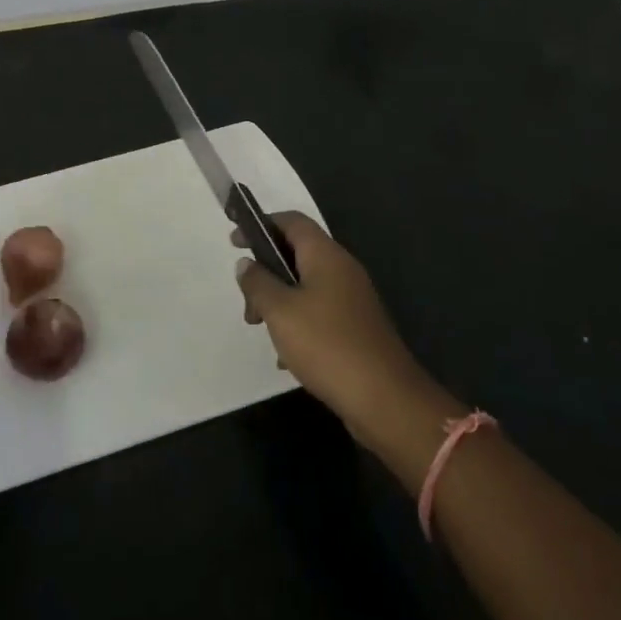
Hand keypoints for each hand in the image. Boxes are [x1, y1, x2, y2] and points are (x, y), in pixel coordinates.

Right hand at [235, 213, 442, 454]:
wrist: (385, 399)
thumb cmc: (327, 344)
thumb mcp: (280, 311)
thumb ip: (258, 282)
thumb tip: (246, 263)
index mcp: (326, 254)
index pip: (291, 221)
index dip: (261, 225)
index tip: (235, 243)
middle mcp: (342, 268)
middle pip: (297, 253)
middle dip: (266, 272)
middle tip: (247, 302)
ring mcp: (353, 298)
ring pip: (306, 285)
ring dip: (279, 301)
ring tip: (262, 329)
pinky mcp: (356, 327)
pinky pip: (319, 312)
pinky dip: (298, 323)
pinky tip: (286, 357)